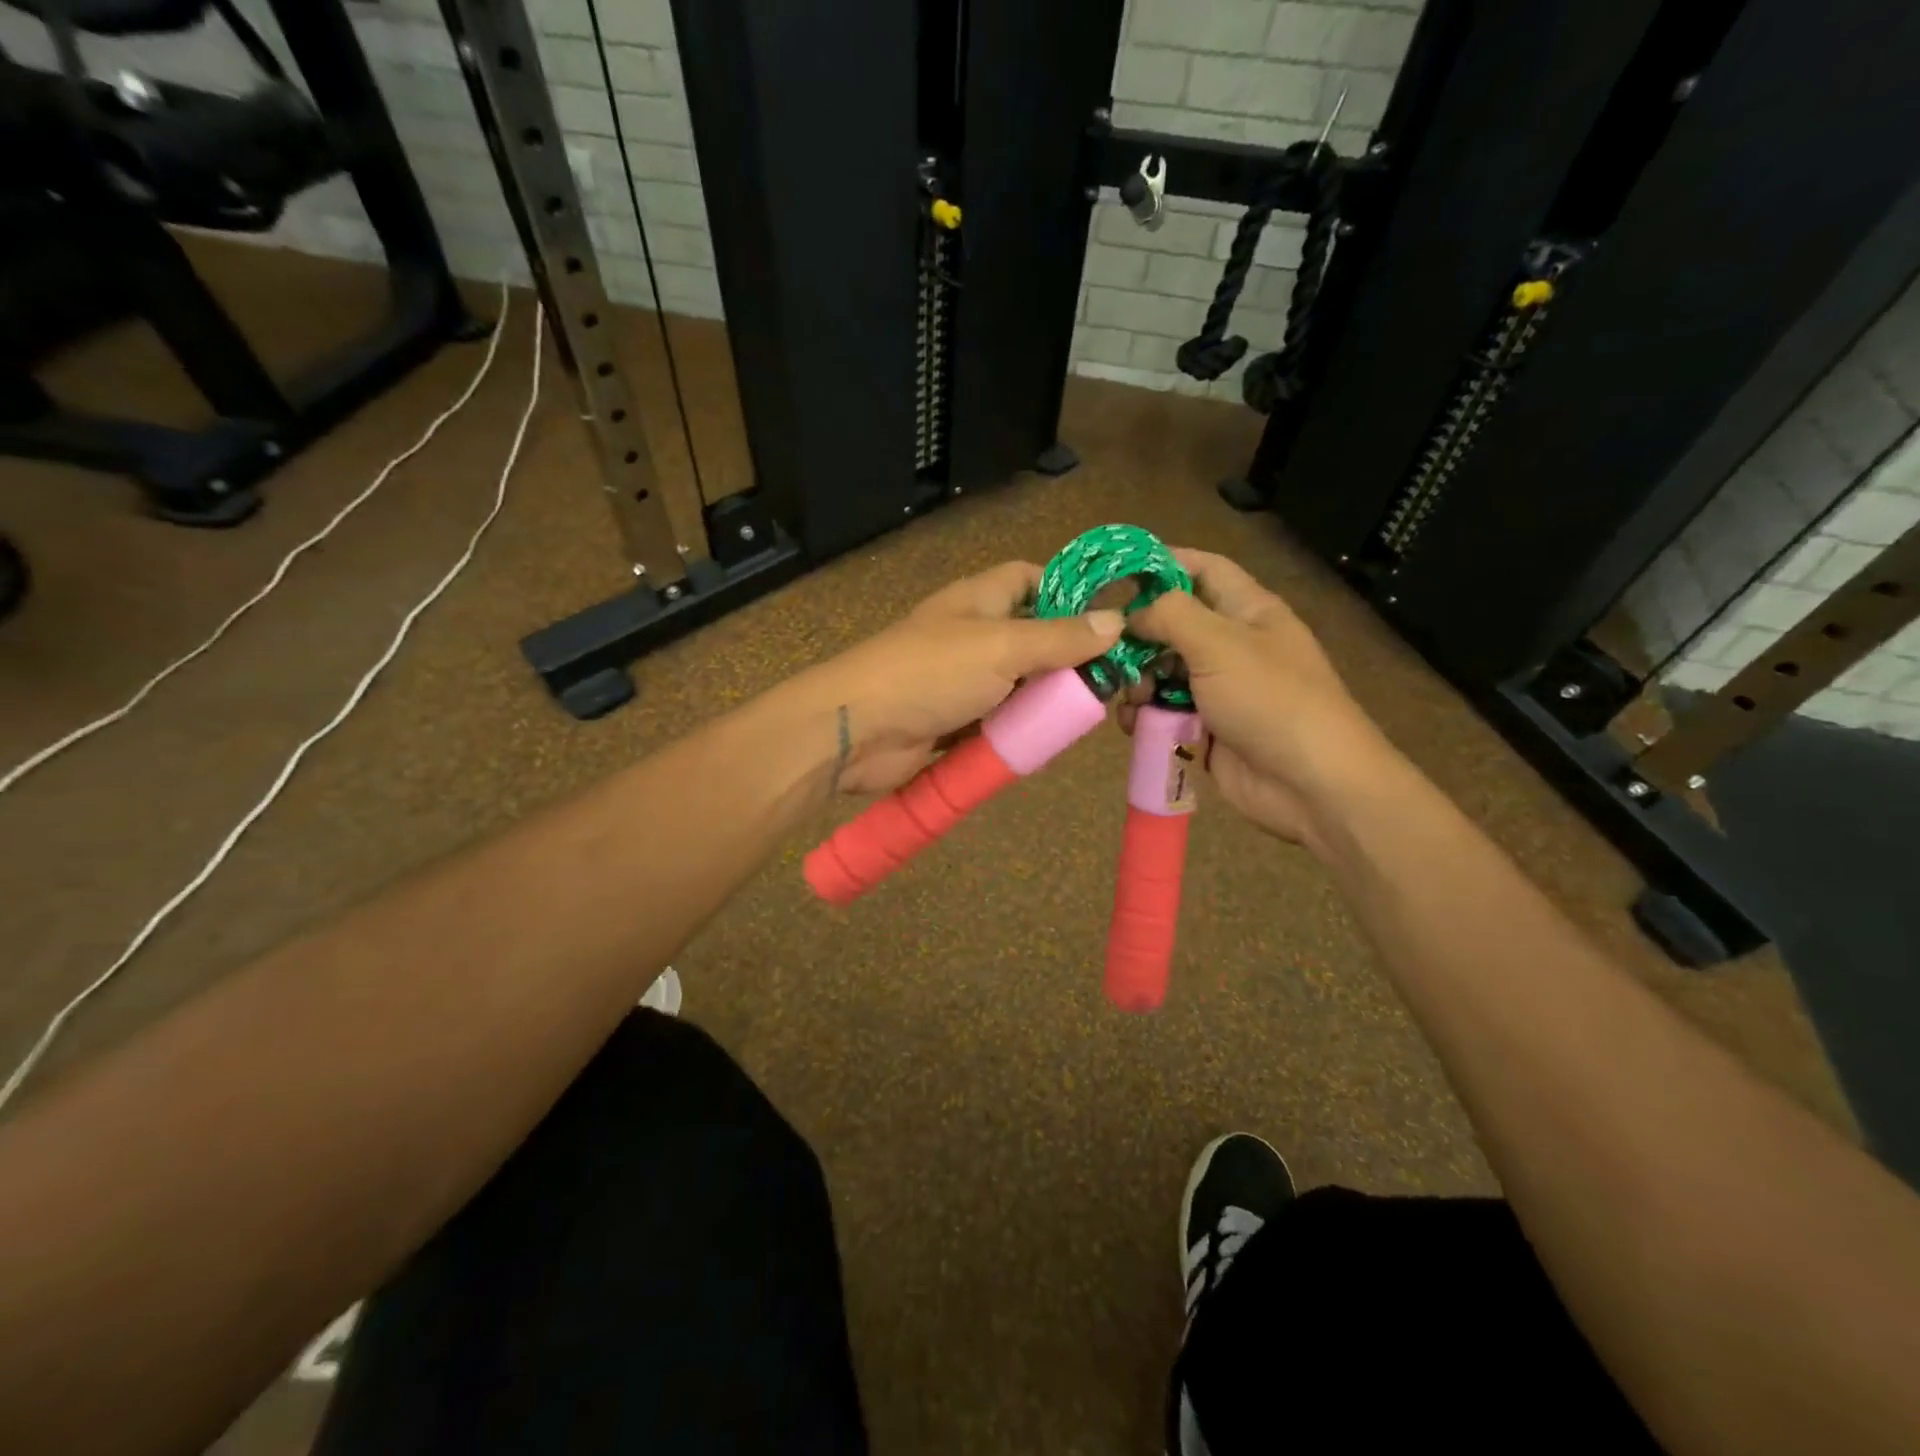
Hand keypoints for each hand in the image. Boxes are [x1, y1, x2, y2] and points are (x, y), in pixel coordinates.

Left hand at [797, 561, 1122, 795]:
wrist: (856, 730)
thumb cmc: (930, 673)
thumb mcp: (1002, 647)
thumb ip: (1059, 638)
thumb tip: (1116, 622)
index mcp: (979, 600)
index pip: (1030, 578)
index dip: (1068, 589)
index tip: (1109, 616)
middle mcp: (972, 635)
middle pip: (1031, 636)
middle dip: (1067, 657)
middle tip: (1111, 680)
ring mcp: (961, 681)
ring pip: (1017, 685)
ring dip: (1046, 700)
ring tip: (1089, 715)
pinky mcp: (954, 722)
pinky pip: (997, 722)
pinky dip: (1019, 731)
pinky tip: (1049, 742)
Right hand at [1124, 549, 1390, 847]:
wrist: (1310, 784)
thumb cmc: (1270, 699)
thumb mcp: (1220, 643)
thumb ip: (1169, 615)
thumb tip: (1131, 612)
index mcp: (1249, 611)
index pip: (1203, 569)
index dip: (1163, 562)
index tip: (1115, 571)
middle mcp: (1233, 645)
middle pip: (1173, 625)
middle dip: (1138, 635)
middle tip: (1106, 648)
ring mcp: (1219, 690)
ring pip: (1162, 672)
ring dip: (1137, 681)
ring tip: (1129, 695)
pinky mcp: (1206, 728)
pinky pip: (1165, 712)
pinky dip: (1145, 715)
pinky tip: (1132, 723)